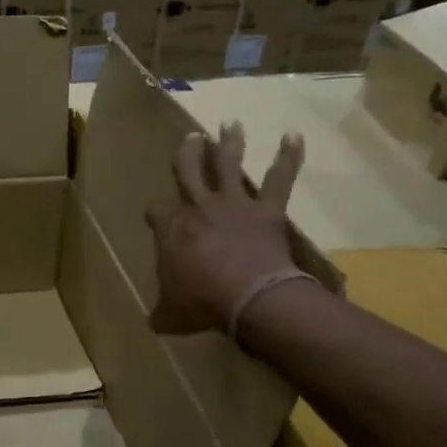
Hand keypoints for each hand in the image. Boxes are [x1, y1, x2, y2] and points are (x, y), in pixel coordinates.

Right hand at [144, 126, 304, 335]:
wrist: (248, 298)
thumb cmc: (202, 303)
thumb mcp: (171, 314)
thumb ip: (161, 312)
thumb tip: (152, 322)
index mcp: (172, 229)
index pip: (156, 212)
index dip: (156, 214)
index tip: (155, 218)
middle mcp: (199, 208)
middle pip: (189, 172)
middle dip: (188, 155)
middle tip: (191, 138)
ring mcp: (234, 205)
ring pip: (228, 166)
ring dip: (229, 144)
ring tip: (230, 124)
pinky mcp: (267, 211)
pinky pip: (279, 179)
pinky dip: (289, 157)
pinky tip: (294, 136)